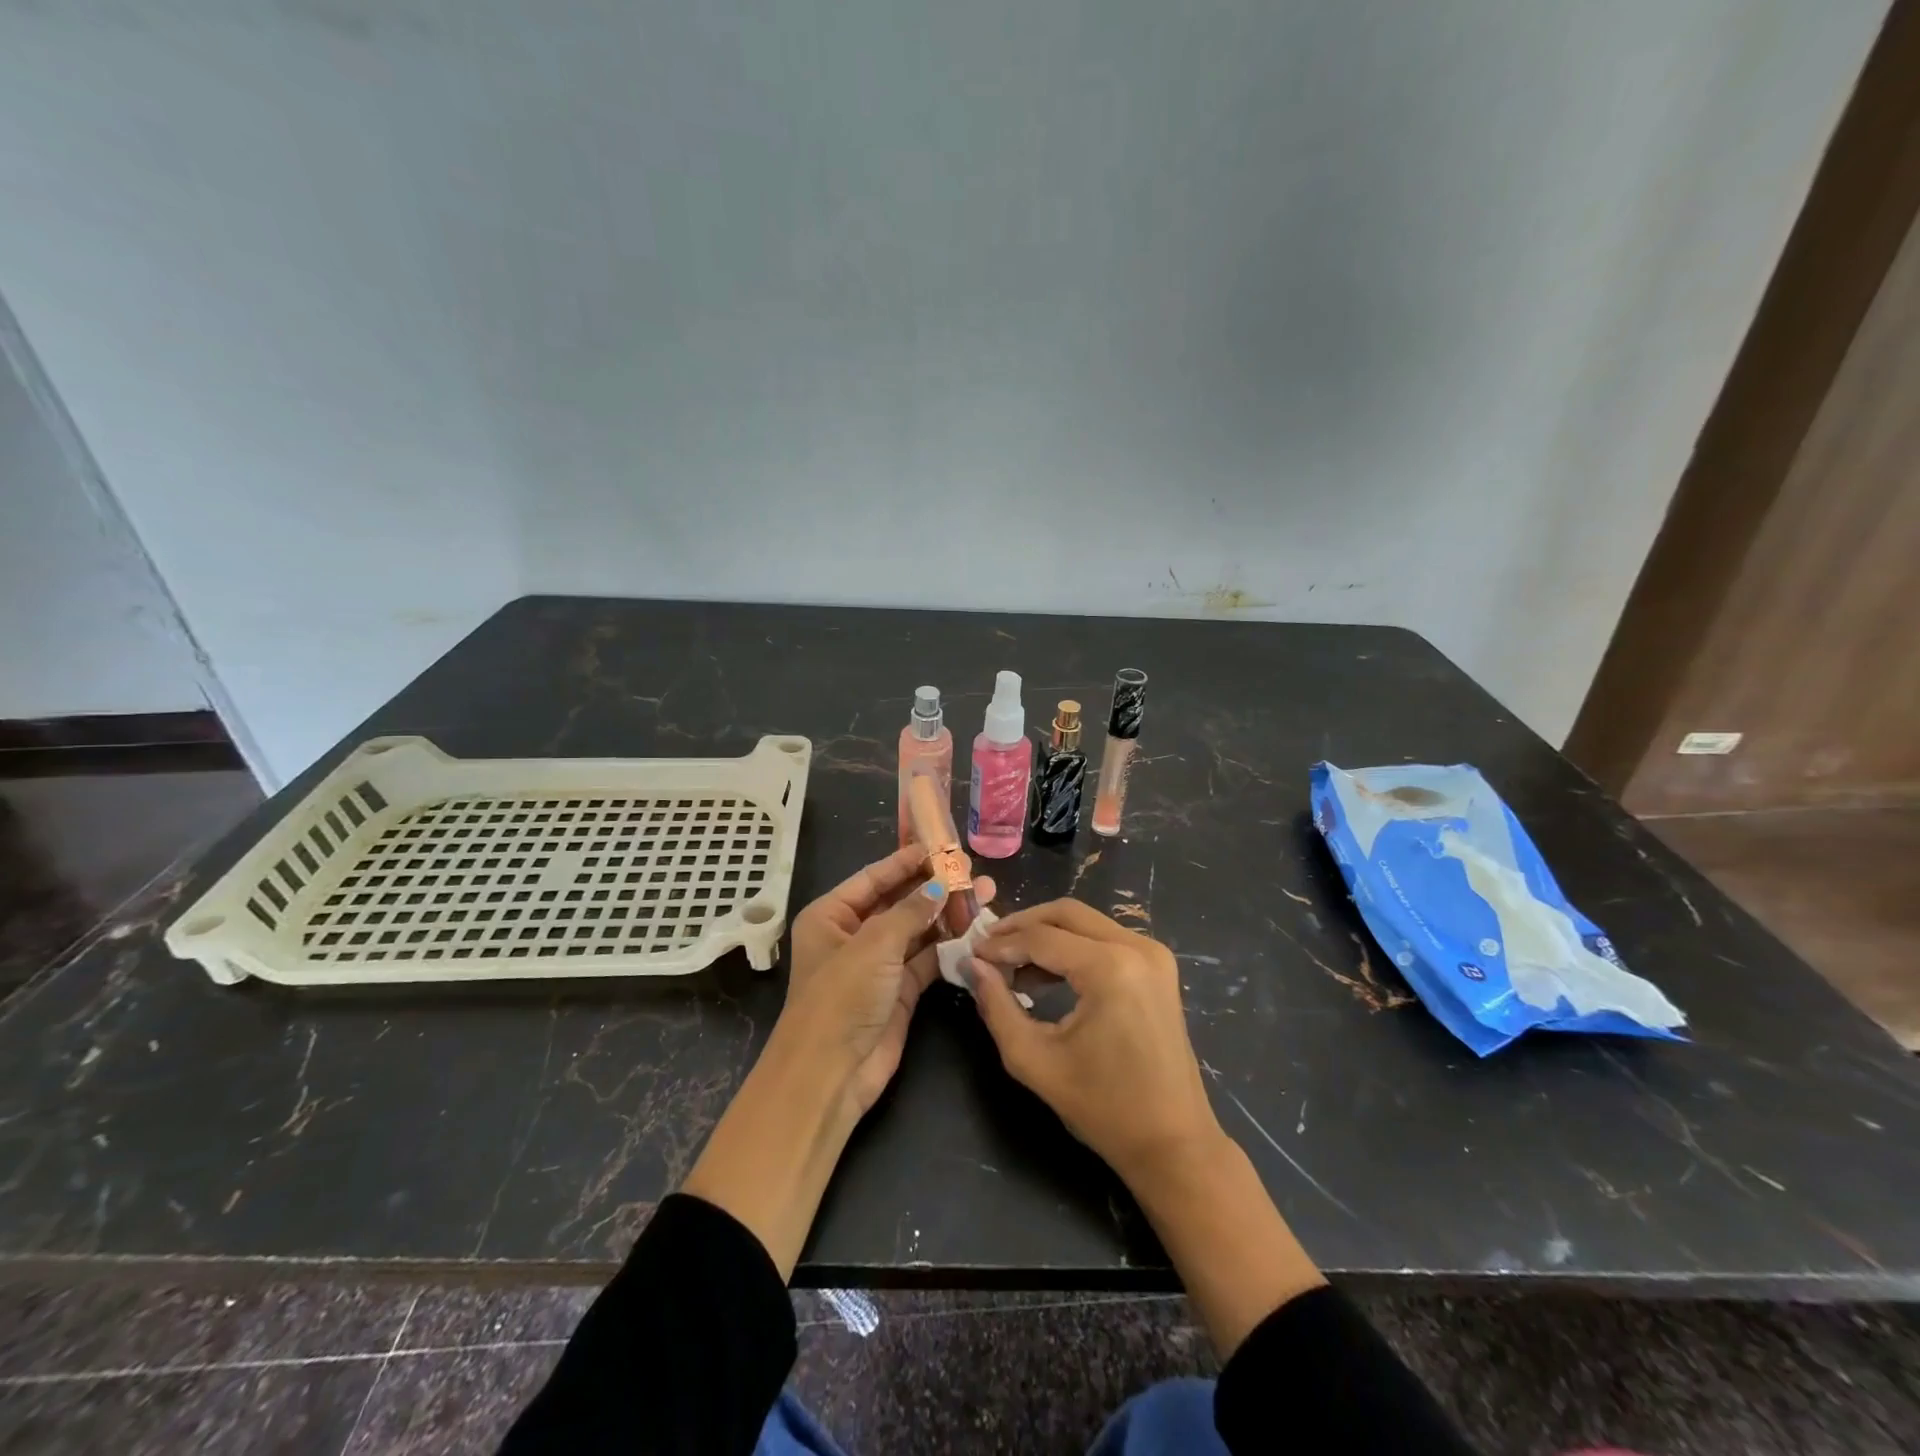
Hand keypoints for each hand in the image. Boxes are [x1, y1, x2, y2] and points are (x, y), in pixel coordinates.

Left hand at [784, 845, 993, 1114]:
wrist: (831, 1074)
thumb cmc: (842, 997)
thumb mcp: (874, 944)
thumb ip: (911, 911)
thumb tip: (940, 885)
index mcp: (831, 915)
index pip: (874, 878)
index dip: (906, 861)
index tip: (941, 846)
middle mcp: (853, 935)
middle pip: (899, 901)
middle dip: (934, 887)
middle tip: (971, 871)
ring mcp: (878, 964)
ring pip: (918, 930)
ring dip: (948, 914)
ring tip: (985, 894)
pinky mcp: (900, 990)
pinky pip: (928, 958)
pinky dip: (950, 946)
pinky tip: (977, 930)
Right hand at [968, 899, 1224, 1187]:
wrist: (1173, 1143)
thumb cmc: (1103, 1108)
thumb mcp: (1034, 1060)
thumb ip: (997, 1007)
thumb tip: (974, 966)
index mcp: (1110, 968)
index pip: (1041, 938)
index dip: (1001, 943)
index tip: (970, 953)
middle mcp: (1137, 948)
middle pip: (1066, 914)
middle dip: (1022, 926)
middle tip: (988, 946)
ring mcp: (1153, 955)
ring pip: (1086, 922)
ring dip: (1046, 934)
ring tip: (1010, 964)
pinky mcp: (1158, 967)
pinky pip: (1105, 939)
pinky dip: (1072, 947)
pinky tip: (1044, 974)